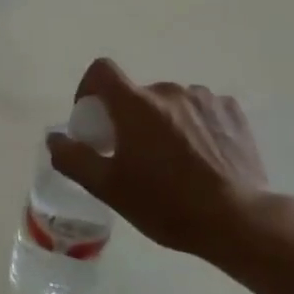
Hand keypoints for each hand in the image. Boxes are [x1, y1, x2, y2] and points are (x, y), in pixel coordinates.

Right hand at [47, 59, 278, 262]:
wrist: (239, 222)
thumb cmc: (166, 203)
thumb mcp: (109, 188)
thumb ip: (73, 158)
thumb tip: (54, 138)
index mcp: (135, 104)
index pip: (101, 70)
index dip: (90, 88)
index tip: (93, 118)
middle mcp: (168, 91)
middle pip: (137, 95)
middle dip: (131, 118)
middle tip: (135, 155)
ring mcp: (205, 99)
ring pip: (171, 103)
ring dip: (165, 122)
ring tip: (175, 160)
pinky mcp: (233, 114)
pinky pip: (203, 110)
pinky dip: (196, 125)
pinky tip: (204, 157)